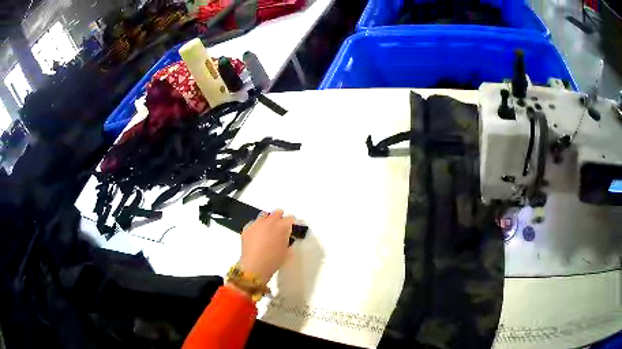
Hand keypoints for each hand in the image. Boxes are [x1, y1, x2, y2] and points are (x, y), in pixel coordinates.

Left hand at [239, 209, 294, 283]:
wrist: (254, 266)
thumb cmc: (273, 261)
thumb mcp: (286, 251)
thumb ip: (287, 240)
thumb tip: (285, 237)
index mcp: (282, 226)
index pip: (290, 218)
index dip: (292, 223)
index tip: (291, 227)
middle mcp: (269, 221)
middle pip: (277, 213)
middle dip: (280, 217)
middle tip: (280, 226)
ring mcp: (257, 224)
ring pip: (264, 215)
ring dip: (268, 220)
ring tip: (268, 229)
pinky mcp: (247, 228)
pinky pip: (253, 223)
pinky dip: (257, 226)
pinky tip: (257, 235)